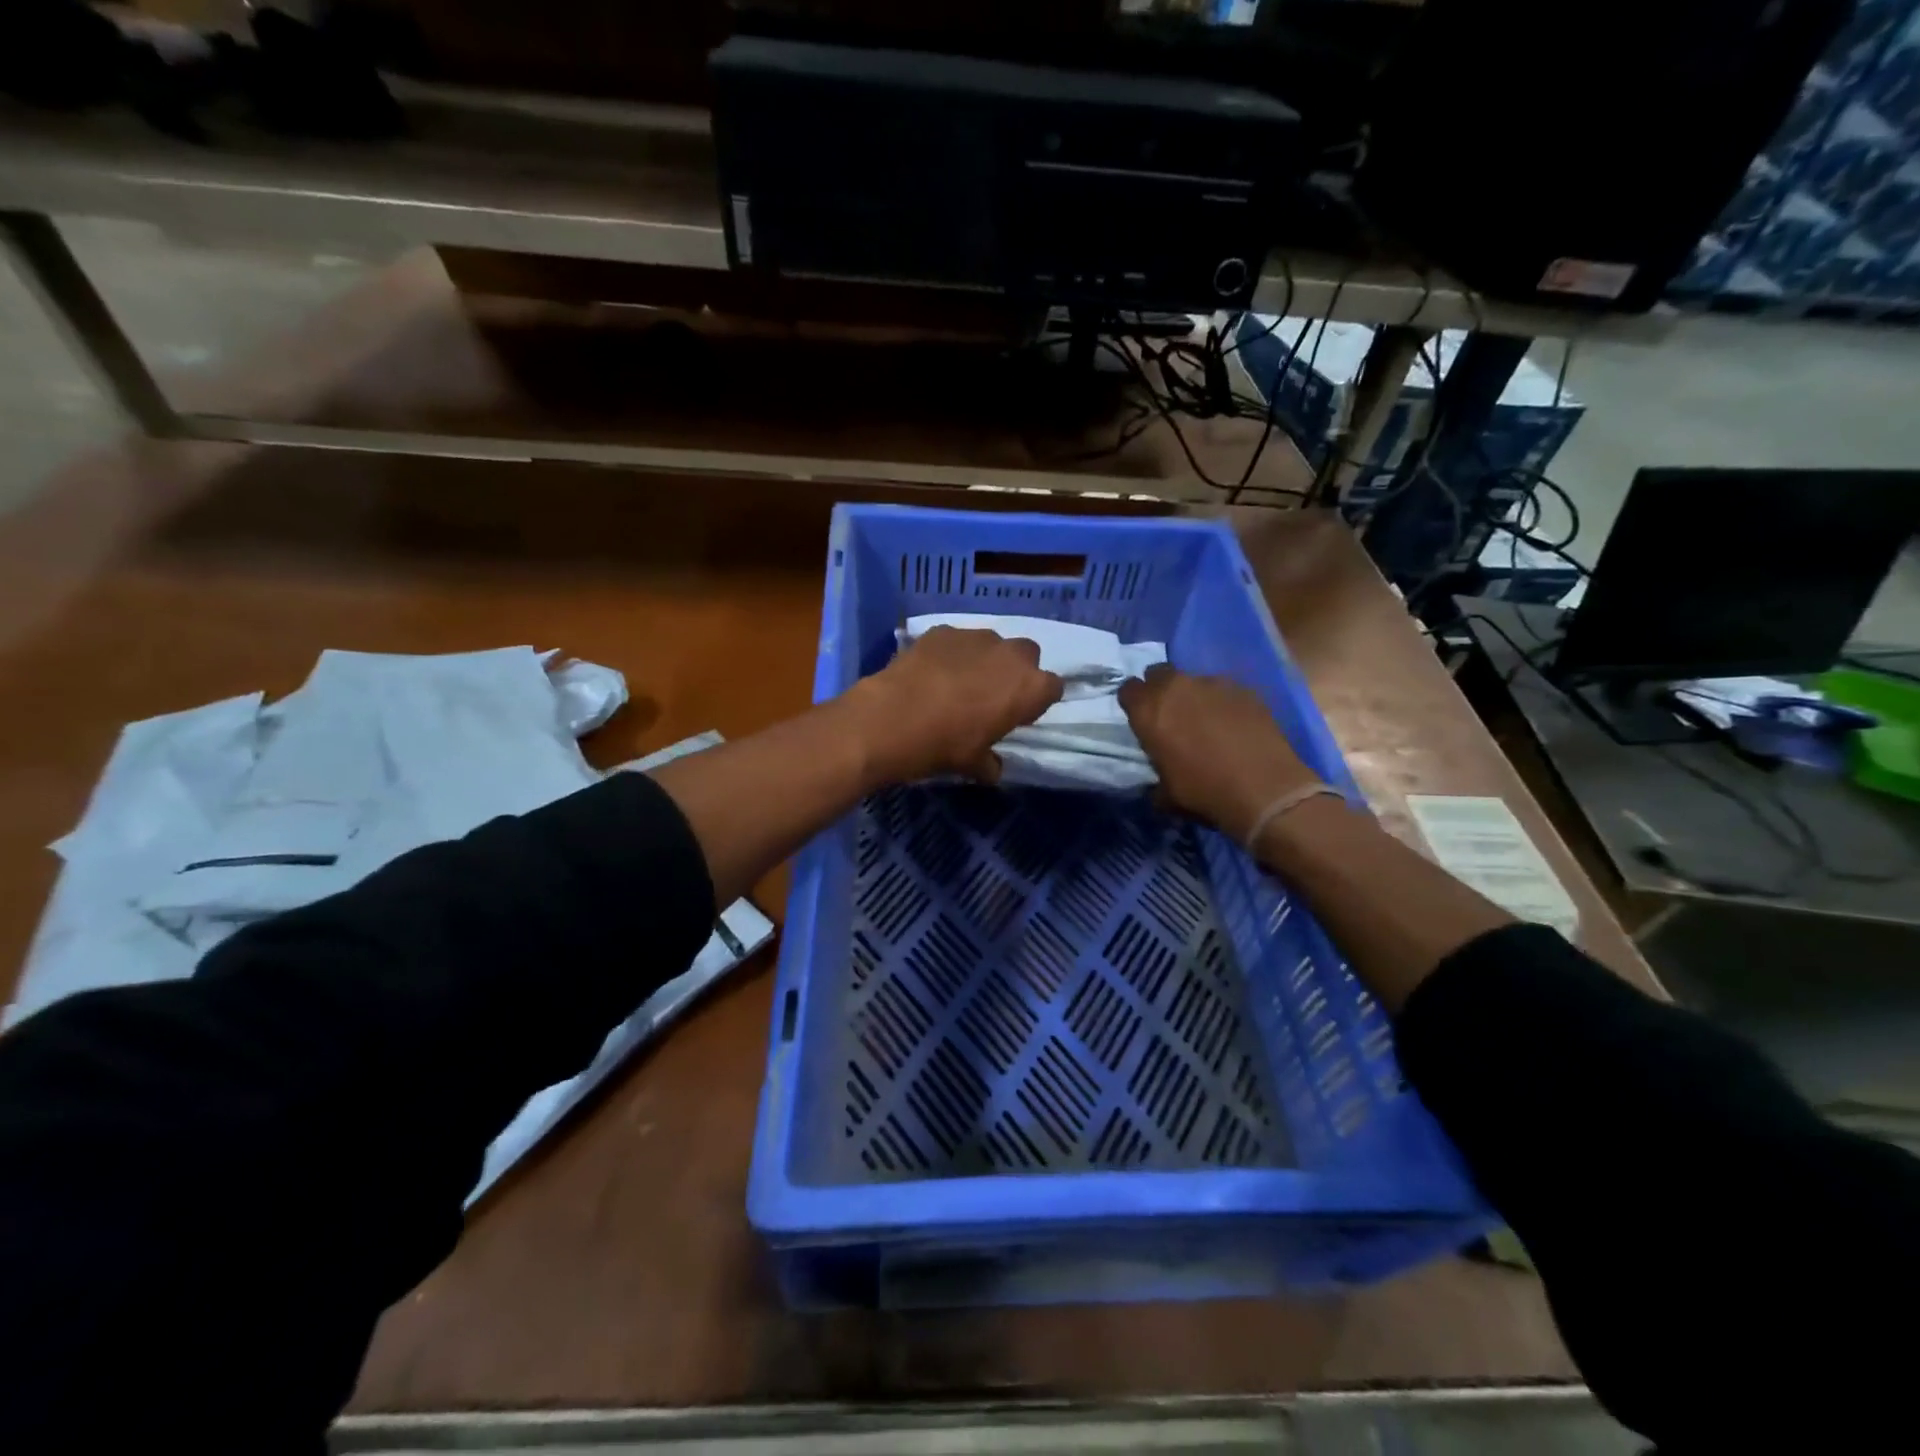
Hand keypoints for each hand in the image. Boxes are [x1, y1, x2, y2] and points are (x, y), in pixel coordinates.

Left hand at [850, 626, 1063, 785]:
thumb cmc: (944, 745)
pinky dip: (951, 653)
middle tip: (992, 694)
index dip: (1036, 702)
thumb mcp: (973, 764)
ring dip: (983, 659)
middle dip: (1015, 671)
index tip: (1019, 715)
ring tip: (958, 682)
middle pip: (1027, 655)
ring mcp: (976, 637)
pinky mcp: (943, 630)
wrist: (891, 719)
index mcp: (1030, 687)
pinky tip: (931, 672)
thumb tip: (992, 768)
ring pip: (991, 643)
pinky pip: (956, 640)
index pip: (1053, 688)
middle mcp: (1010, 654)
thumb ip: (990, 763)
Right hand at [1118, 665, 1319, 841]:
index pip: (1128, 689)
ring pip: (1194, 680)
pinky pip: (1225, 690)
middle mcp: (1176, 687)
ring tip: (1208, 721)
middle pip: (1159, 673)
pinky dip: (1224, 703)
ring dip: (1194, 696)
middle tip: (1172, 714)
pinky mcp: (1245, 689)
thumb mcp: (1165, 792)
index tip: (1142, 718)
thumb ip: (1156, 770)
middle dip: (1161, 689)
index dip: (1134, 703)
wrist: (1263, 789)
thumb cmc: (1203, 792)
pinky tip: (1234, 725)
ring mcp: (1213, 683)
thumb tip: (1160, 774)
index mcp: (1148, 710)